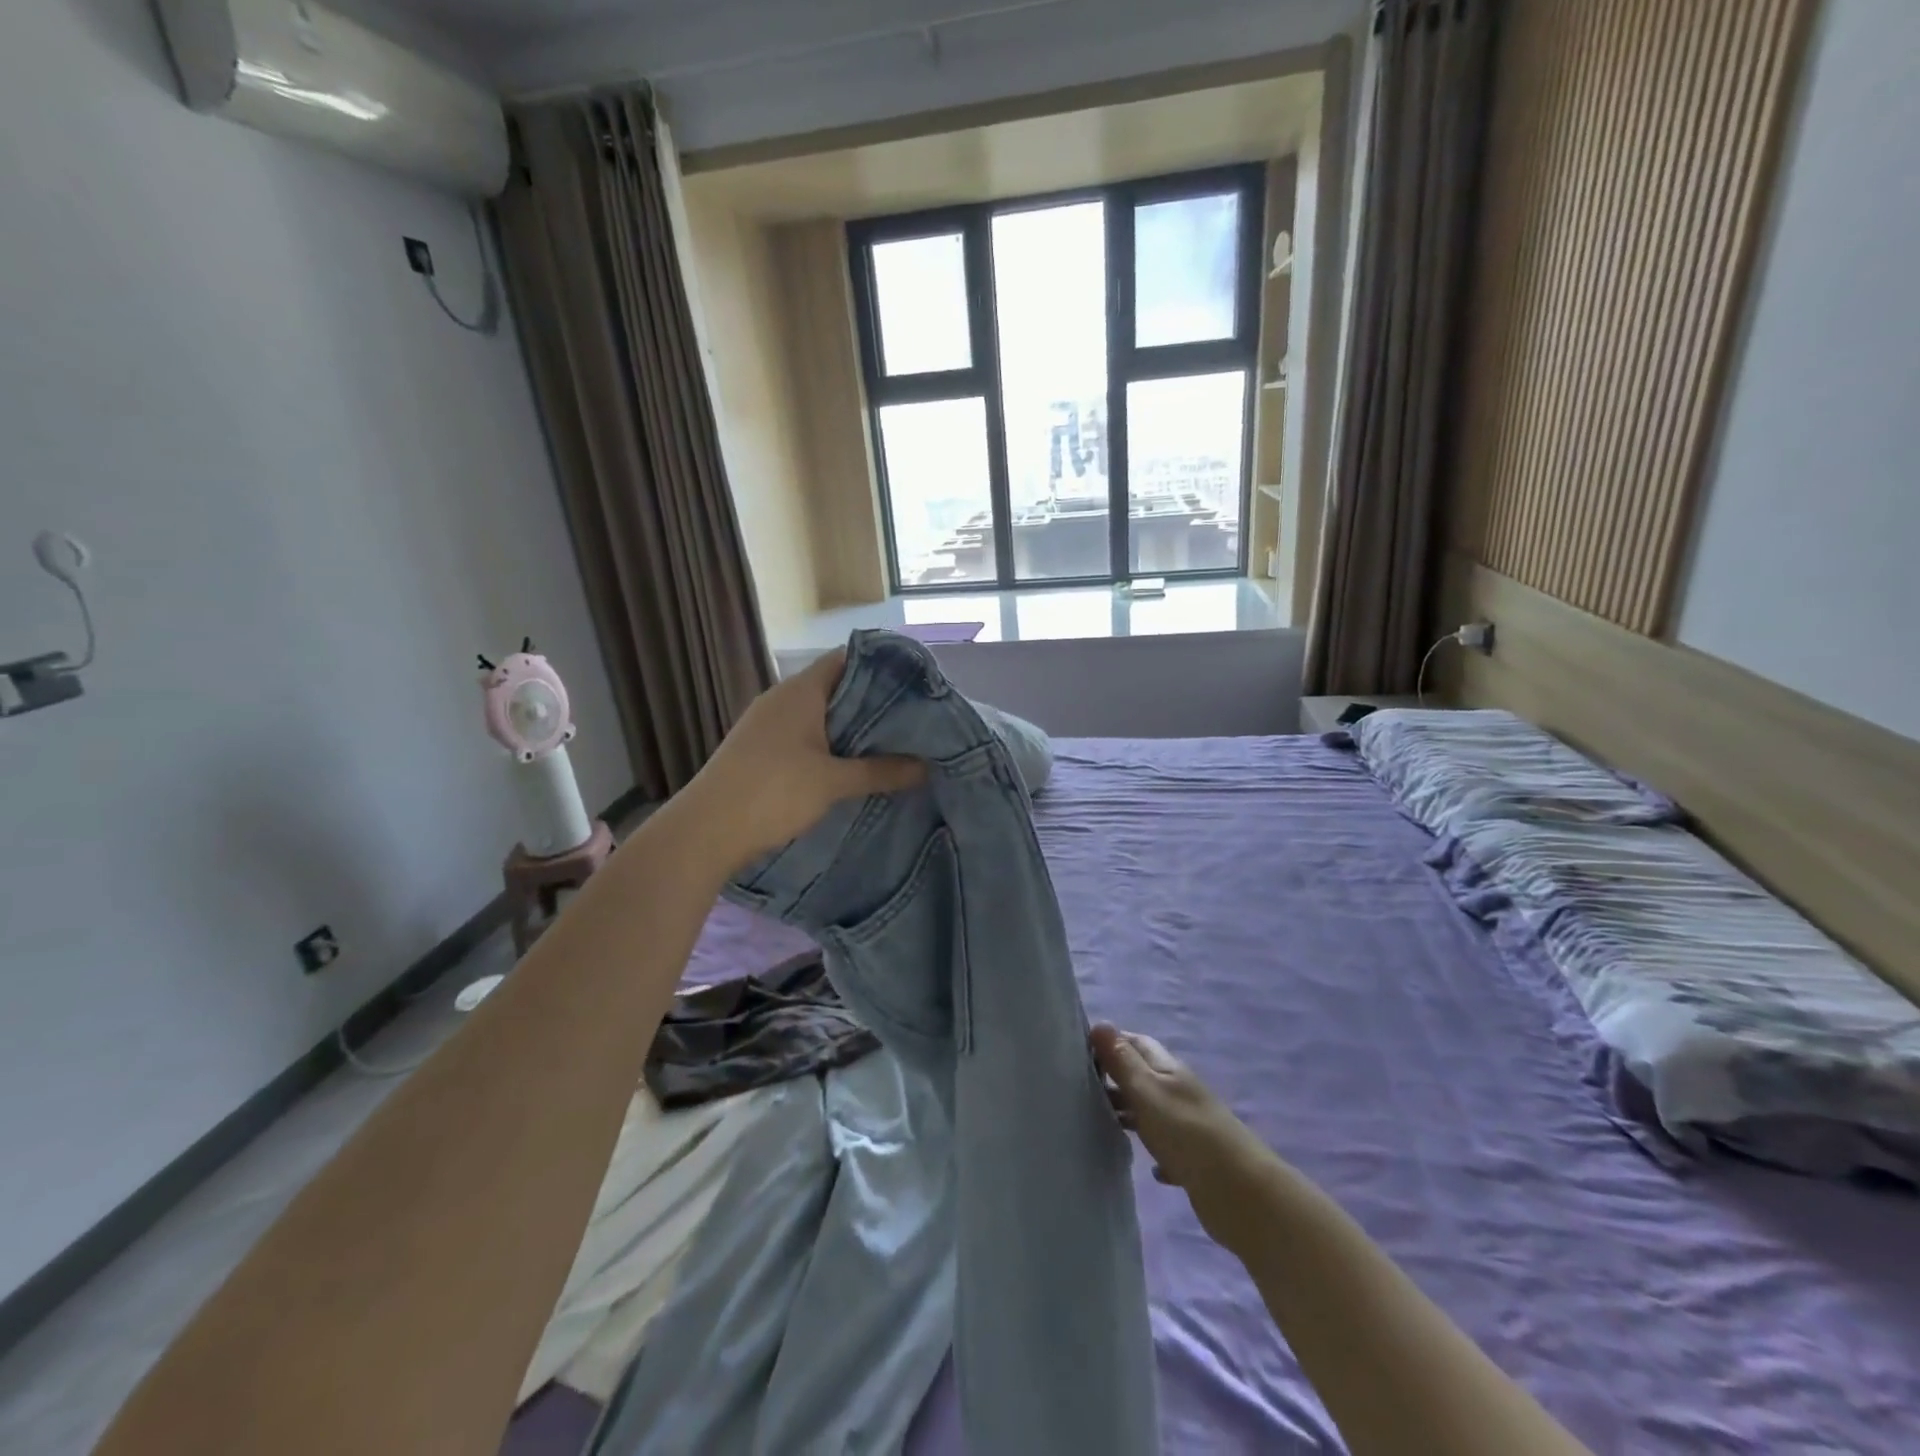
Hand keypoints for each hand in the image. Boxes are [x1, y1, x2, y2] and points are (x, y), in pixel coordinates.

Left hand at [681, 650, 925, 871]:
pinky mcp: (758, 748)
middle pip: (835, 688)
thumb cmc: (773, 792)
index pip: (847, 660)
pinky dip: (828, 744)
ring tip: (888, 744)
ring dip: (849, 728)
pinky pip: (803, 735)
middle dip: (871, 703)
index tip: (914, 685)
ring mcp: (766, 724)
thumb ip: (881, 771)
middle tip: (911, 720)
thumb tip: (926, 767)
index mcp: (800, 691)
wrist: (706, 831)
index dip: (881, 667)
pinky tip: (848, 766)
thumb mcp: (834, 782)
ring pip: (818, 715)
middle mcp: (781, 699)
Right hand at [1092, 1024, 1266, 1209]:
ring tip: (1100, 1122)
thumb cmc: (1187, 1133)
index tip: (1079, 1051)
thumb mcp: (1147, 1091)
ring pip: (1153, 1111)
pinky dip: (1155, 1151)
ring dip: (1130, 1113)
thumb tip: (1099, 1023)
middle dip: (1115, 1078)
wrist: (1240, 1193)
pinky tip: (1147, 1167)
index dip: (1111, 1042)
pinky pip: (1169, 1149)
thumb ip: (1123, 1061)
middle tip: (1080, 1089)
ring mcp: (1189, 1126)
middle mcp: (1179, 1092)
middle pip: (1143, 1076)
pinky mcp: (1195, 1161)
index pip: (1137, 1043)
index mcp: (1169, 1070)